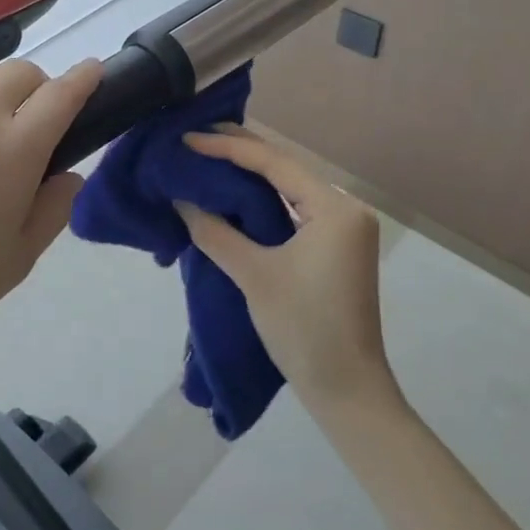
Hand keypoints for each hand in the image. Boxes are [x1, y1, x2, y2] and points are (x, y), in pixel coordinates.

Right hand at [175, 127, 396, 418]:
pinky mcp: (336, 246)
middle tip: (195, 137)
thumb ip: (215, 232)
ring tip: (208, 156)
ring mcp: (344, 228)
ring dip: (251, 174)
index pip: (275, 163)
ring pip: (289, 188)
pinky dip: (264, 199)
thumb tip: (181, 199)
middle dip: (240, 152)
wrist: (347, 391)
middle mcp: (345, 208)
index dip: (228, 147)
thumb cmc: (304, 329)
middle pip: (285, 168)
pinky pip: (294, 209)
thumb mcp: (254, 276)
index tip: (189, 139)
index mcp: (334, 208)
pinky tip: (235, 192)